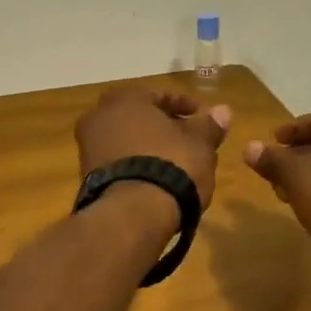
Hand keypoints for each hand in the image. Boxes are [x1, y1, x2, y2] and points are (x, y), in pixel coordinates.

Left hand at [76, 86, 231, 209]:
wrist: (132, 215)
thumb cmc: (170, 165)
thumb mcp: (200, 143)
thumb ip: (210, 125)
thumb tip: (223, 111)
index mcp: (125, 98)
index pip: (160, 94)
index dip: (185, 105)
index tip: (203, 118)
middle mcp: (99, 117)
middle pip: (139, 117)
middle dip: (164, 126)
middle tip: (189, 139)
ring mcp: (89, 148)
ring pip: (127, 140)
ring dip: (149, 146)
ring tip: (177, 163)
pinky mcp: (87, 178)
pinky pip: (119, 163)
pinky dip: (137, 165)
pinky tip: (157, 180)